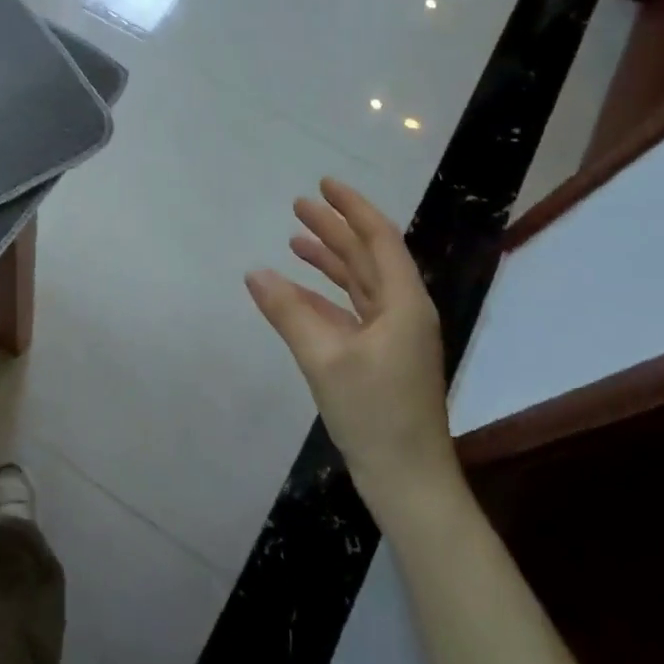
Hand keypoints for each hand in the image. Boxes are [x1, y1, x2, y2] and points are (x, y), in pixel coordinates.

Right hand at [246, 178, 458, 513]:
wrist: (408, 479)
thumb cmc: (374, 413)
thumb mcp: (324, 359)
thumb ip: (288, 312)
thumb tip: (255, 273)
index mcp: (404, 303)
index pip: (378, 239)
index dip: (352, 207)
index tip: (323, 184)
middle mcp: (403, 312)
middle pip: (368, 256)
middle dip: (335, 228)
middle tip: (299, 205)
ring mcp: (394, 336)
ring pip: (360, 283)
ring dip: (330, 260)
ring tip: (295, 240)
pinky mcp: (381, 357)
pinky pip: (351, 311)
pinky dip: (325, 296)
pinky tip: (298, 291)